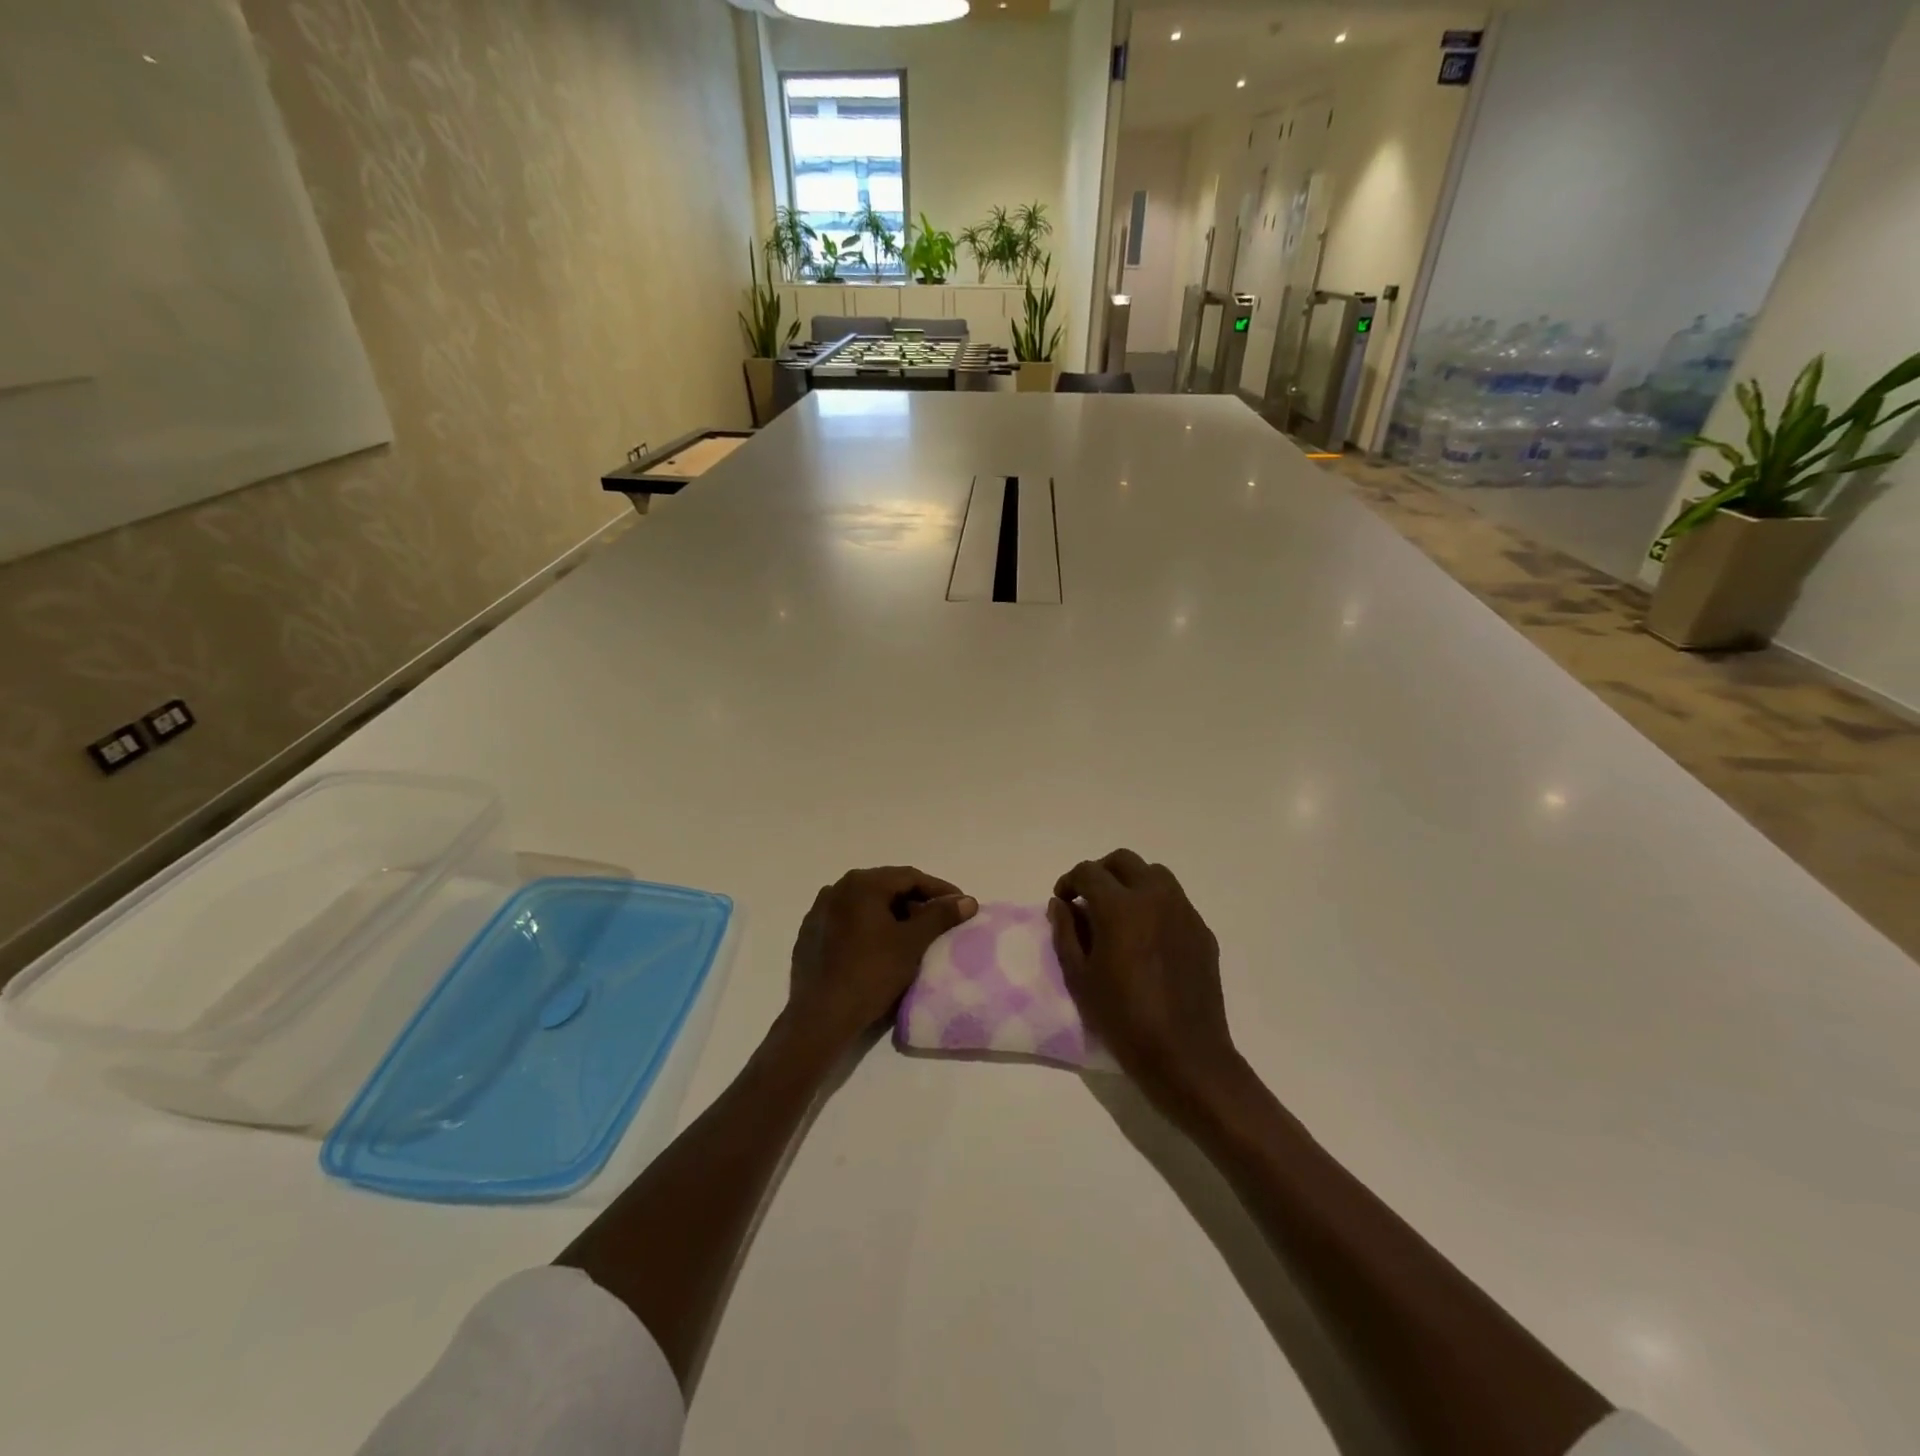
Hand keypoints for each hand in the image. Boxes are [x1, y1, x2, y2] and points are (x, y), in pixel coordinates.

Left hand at [785, 867, 977, 1052]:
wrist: (821, 1017)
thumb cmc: (871, 973)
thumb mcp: (912, 943)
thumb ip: (940, 916)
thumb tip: (967, 900)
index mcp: (862, 884)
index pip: (909, 877)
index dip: (939, 889)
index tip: (960, 905)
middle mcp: (837, 888)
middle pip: (886, 887)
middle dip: (915, 901)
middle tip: (939, 920)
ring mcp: (820, 911)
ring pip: (866, 904)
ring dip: (892, 914)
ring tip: (913, 934)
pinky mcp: (810, 934)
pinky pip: (848, 921)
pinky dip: (869, 927)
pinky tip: (880, 946)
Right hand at [1050, 850, 1236, 1103]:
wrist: (1185, 1055)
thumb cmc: (1123, 1018)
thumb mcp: (1079, 978)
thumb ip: (1065, 933)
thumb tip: (1061, 904)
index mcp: (1120, 906)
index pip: (1088, 872)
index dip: (1069, 881)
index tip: (1063, 901)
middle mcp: (1154, 897)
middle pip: (1123, 861)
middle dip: (1100, 873)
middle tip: (1088, 900)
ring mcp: (1183, 911)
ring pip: (1154, 874)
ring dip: (1131, 882)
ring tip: (1119, 913)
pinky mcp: (1202, 930)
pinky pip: (1174, 900)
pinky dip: (1154, 904)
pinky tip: (1147, 937)